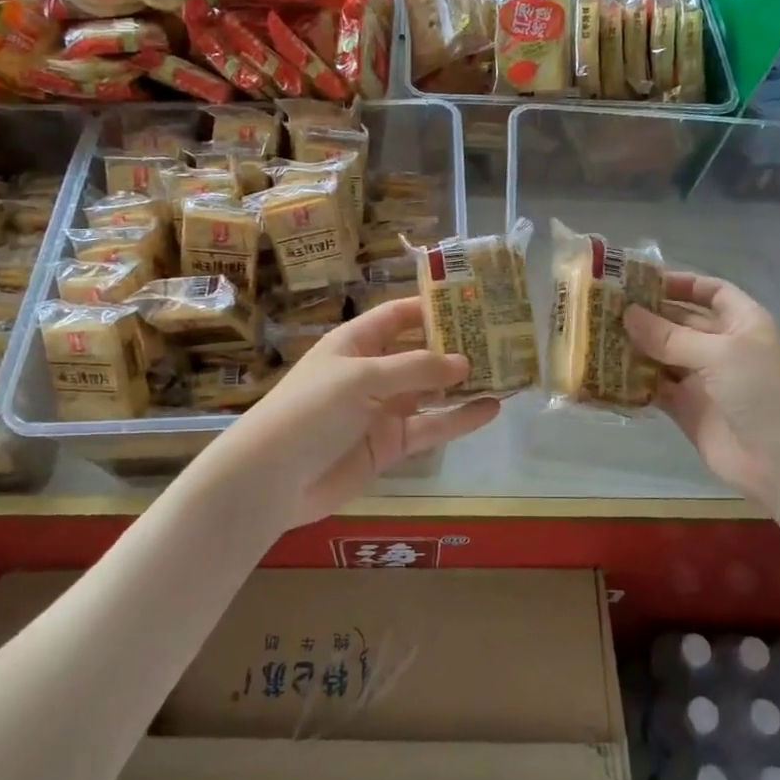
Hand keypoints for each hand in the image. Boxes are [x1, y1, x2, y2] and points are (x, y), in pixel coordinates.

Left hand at [197, 296, 498, 532]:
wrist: (274, 478)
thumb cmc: (311, 410)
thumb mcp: (362, 378)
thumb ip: (415, 369)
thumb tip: (464, 362)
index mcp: (356, 343)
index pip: (398, 316)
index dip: (432, 307)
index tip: (473, 301)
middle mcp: (372, 371)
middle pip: (420, 353)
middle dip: (457, 346)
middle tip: (501, 338)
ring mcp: (382, 409)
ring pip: (432, 391)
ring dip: (465, 384)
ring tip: (506, 373)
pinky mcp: (391, 444)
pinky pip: (431, 426)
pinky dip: (459, 419)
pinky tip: (491, 410)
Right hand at [624, 273, 779, 512]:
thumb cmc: (765, 391)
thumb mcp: (721, 353)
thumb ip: (670, 336)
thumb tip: (626, 314)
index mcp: (742, 323)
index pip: (711, 292)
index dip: (681, 283)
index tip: (641, 280)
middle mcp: (723, 348)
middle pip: (681, 324)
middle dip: (647, 316)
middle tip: (603, 308)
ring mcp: (705, 381)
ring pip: (663, 357)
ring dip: (635, 348)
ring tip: (595, 337)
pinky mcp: (688, 412)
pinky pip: (656, 391)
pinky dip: (633, 383)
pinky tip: (605, 374)